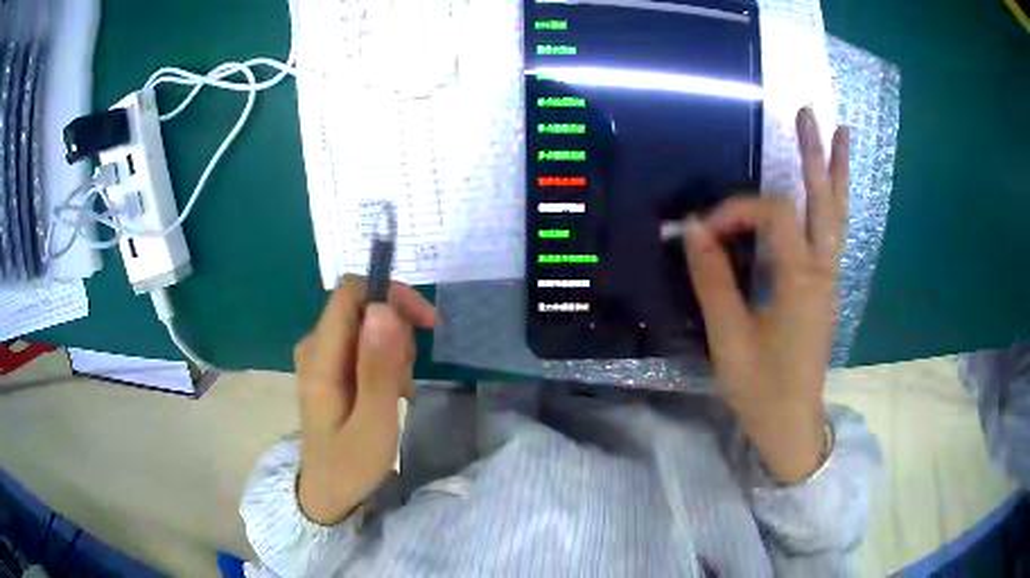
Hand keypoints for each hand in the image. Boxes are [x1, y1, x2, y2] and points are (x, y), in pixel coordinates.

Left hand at [294, 276, 435, 523]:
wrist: (328, 492)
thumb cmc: (351, 464)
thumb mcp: (373, 423)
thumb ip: (378, 367)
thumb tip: (384, 308)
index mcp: (320, 356)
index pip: (350, 293)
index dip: (390, 295)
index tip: (425, 323)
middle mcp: (315, 345)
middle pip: (362, 307)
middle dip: (396, 332)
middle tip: (407, 376)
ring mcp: (321, 356)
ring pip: (367, 326)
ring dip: (394, 350)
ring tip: (398, 391)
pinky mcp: (331, 367)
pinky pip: (364, 344)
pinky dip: (386, 361)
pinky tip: (390, 393)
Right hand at [684, 108, 848, 482]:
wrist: (791, 422)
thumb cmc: (761, 387)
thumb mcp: (729, 339)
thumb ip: (713, 281)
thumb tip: (693, 230)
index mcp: (801, 281)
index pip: (775, 215)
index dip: (737, 210)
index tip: (704, 232)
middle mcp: (823, 272)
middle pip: (825, 201)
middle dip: (815, 154)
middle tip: (807, 112)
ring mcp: (830, 280)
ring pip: (838, 215)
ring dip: (836, 172)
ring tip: (839, 133)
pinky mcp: (826, 289)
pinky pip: (835, 235)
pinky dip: (835, 203)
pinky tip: (832, 188)